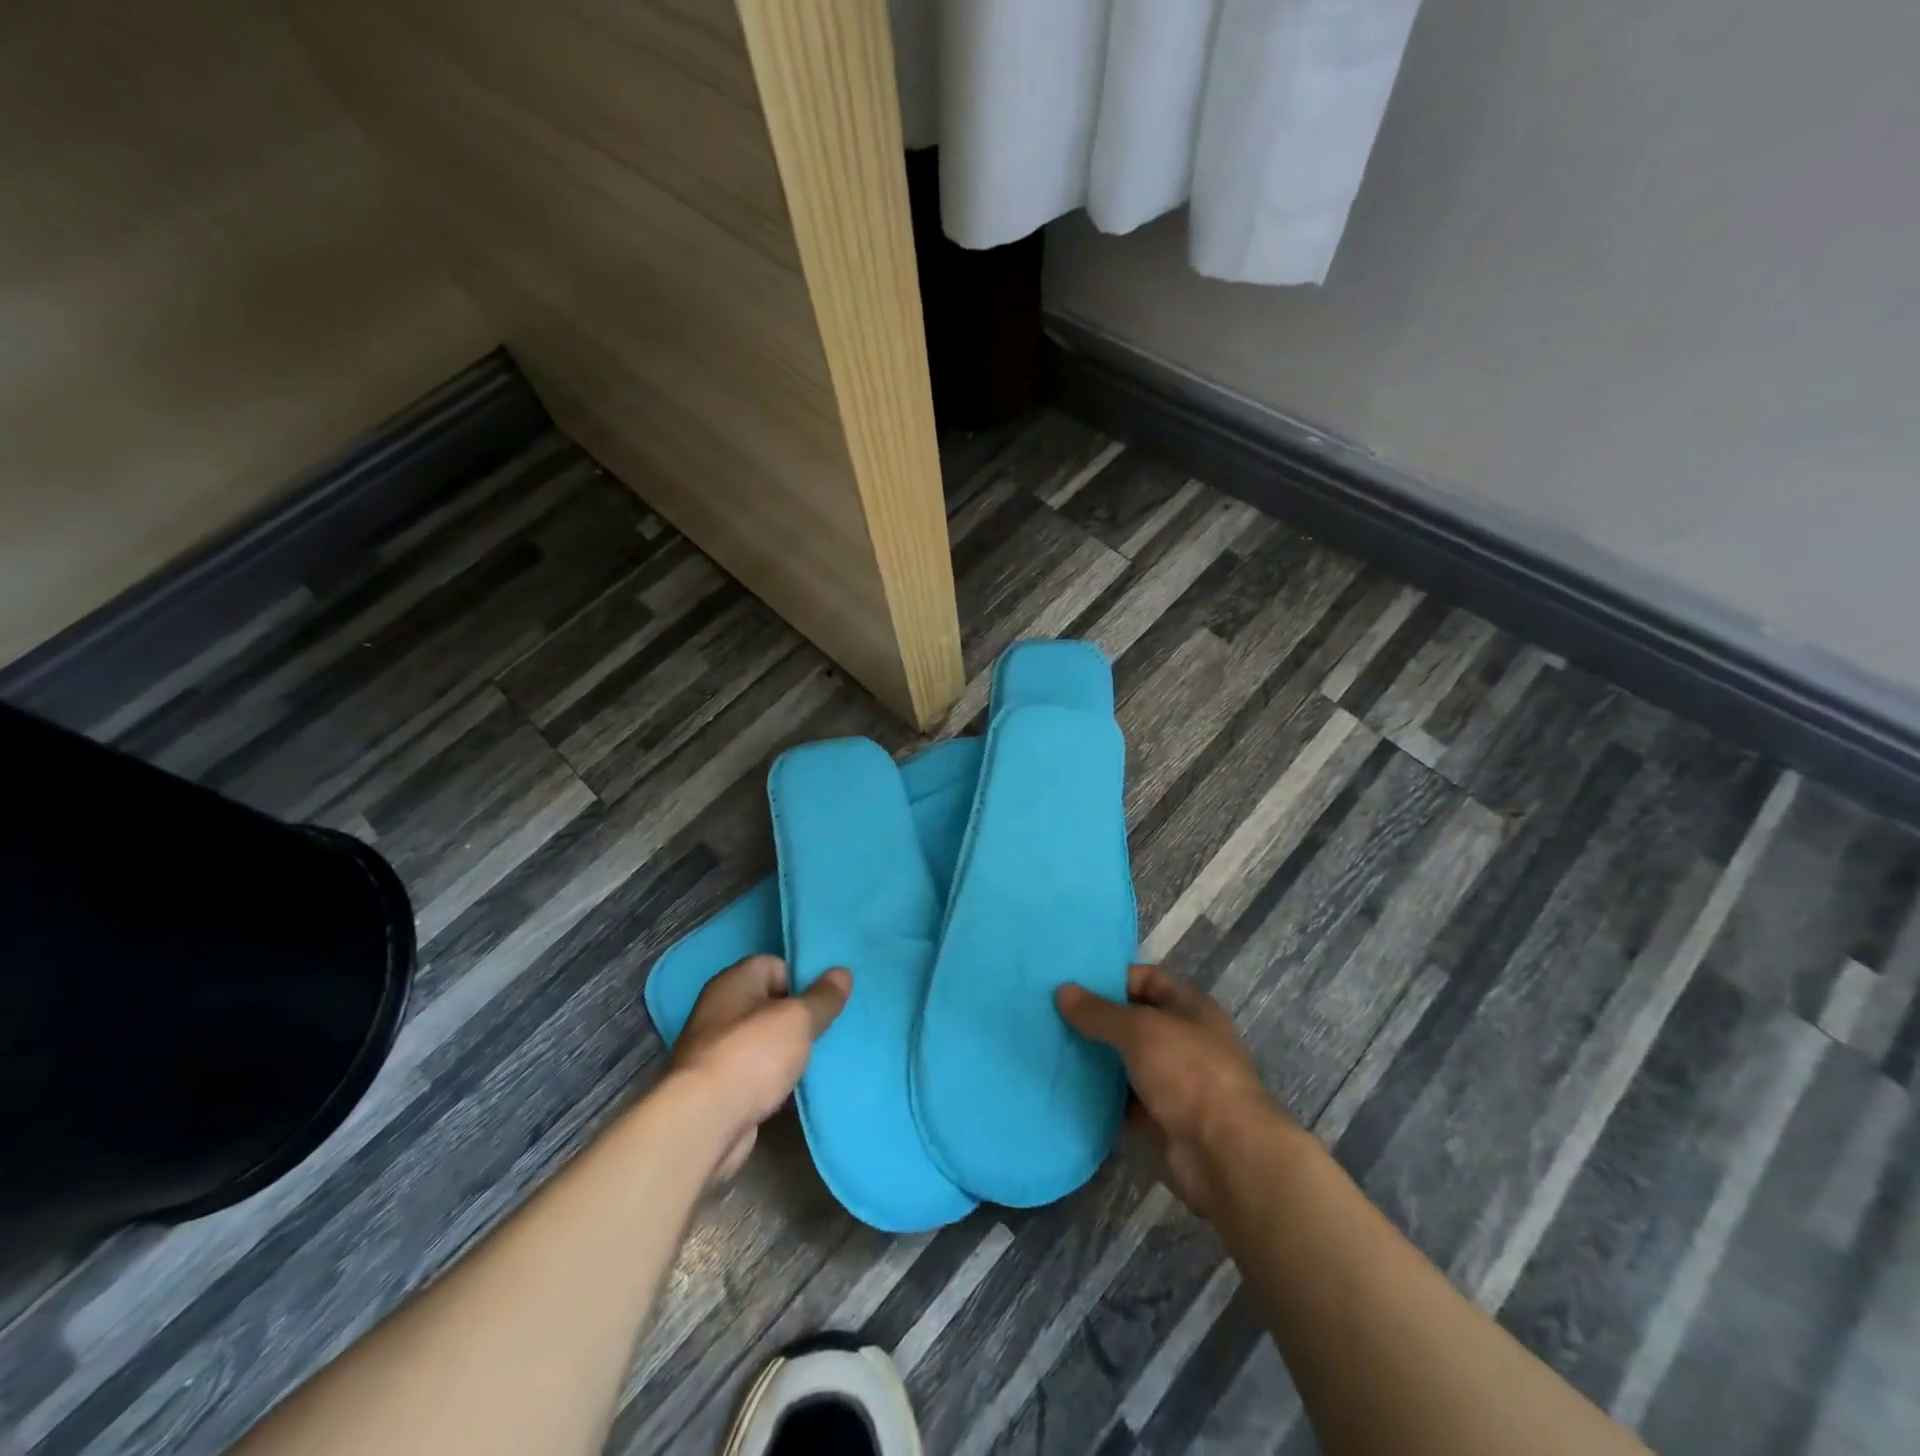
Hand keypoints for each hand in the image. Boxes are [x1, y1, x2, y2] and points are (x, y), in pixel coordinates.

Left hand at [669, 955, 849, 1181]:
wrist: (704, 1124)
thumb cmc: (751, 1055)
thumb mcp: (798, 1019)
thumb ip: (823, 997)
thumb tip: (842, 973)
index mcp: (734, 981)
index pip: (774, 965)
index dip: (801, 979)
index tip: (825, 1000)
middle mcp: (720, 1009)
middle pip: (770, 1003)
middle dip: (799, 1017)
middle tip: (827, 1029)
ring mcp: (716, 1050)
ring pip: (764, 1041)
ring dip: (788, 1051)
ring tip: (819, 1060)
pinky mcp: (718, 1087)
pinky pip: (756, 1073)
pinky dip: (774, 1079)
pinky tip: (796, 1089)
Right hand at [1057, 964, 1288, 1218]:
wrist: (1223, 1155)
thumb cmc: (1188, 1073)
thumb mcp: (1140, 1030)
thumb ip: (1099, 1012)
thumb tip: (1062, 991)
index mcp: (1189, 1007)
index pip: (1146, 979)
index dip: (1111, 977)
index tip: (1070, 980)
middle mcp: (1181, 1040)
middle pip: (1131, 1020)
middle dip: (1095, 1018)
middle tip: (1049, 1012)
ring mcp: (1171, 1082)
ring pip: (1123, 1061)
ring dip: (1093, 1057)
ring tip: (1048, 1044)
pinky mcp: (1158, 1119)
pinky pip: (1120, 1100)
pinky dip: (1097, 1094)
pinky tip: (1062, 1084)